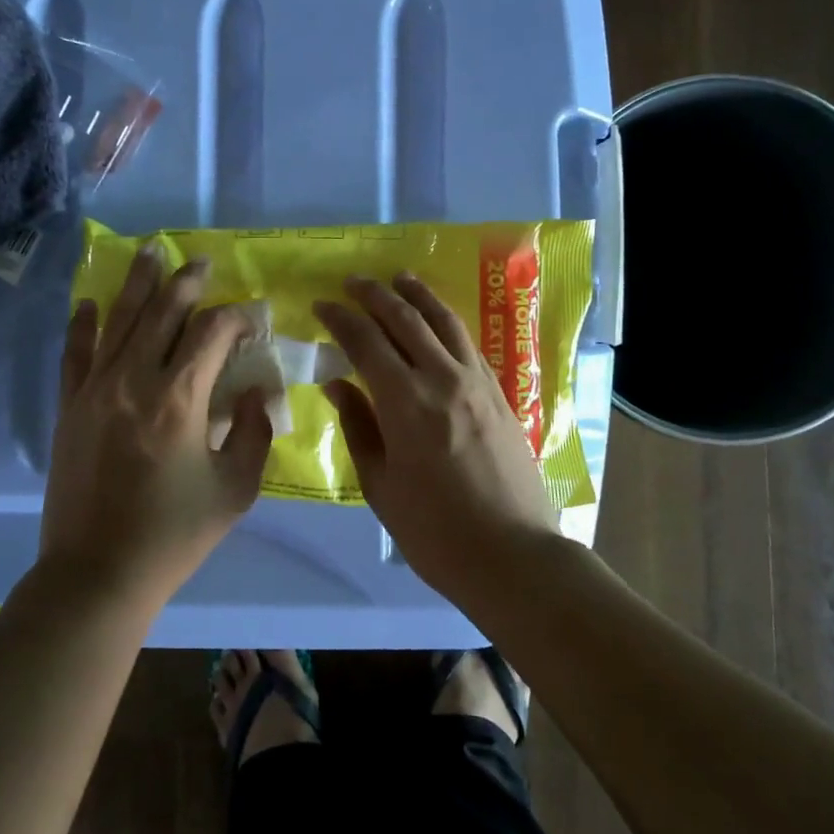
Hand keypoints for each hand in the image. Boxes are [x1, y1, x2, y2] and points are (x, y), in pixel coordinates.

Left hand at [40, 247, 273, 602]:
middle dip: (186, 282)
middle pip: (162, 312)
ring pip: (118, 320)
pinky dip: (84, 324)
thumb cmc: (175, 535)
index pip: (212, 333)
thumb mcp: (236, 488)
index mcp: (179, 398)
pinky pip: (76, 353)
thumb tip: (254, 390)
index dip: (237, 317)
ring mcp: (95, 390)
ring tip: (150, 251)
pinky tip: (90, 302)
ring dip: (137, 283)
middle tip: (201, 261)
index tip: (252, 316)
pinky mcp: (70, 407)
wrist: (98, 573)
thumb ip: (252, 431)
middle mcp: (134, 380)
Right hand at [314, 274, 557, 586]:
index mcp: (405, 403)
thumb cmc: (433, 530)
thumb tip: (337, 384)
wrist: (512, 555)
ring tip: (399, 279)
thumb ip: (358, 426)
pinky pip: (468, 343)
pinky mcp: (499, 394)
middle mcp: (443, 379)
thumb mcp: (380, 484)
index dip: (340, 319)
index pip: (365, 342)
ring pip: (444, 322)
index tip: (321, 304)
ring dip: (418, 296)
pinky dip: (446, 321)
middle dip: (375, 295)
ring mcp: (477, 383)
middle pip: (405, 320)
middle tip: (353, 281)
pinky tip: (438, 320)